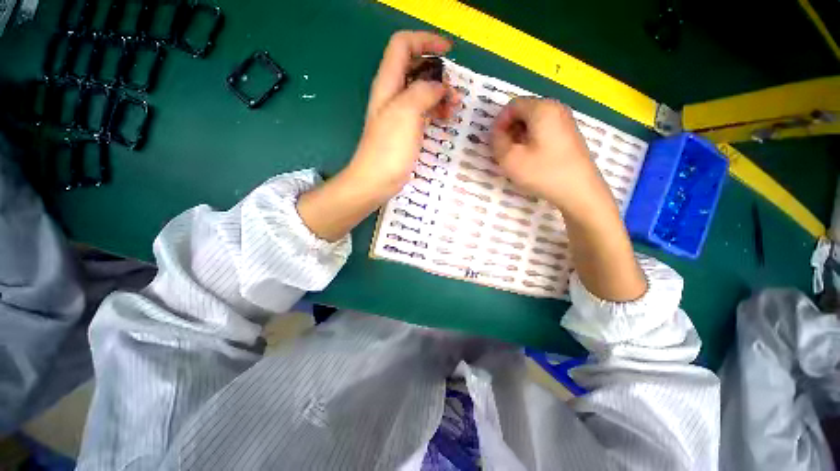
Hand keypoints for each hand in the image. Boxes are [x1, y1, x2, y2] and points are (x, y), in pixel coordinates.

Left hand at [297, 31, 455, 241]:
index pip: (403, 46)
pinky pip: (423, 112)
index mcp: (388, 83)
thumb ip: (423, 91)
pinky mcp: (406, 131)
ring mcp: (400, 114)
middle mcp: (393, 95)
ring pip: (421, 92)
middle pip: (415, 68)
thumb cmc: (389, 148)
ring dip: (439, 94)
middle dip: (437, 73)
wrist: (376, 180)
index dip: (425, 41)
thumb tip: (438, 87)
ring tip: (454, 108)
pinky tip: (445, 119)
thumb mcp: (406, 113)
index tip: (448, 51)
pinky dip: (435, 111)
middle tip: (454, 91)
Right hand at [491, 97, 605, 213]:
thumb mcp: (510, 159)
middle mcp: (556, 108)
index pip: (512, 105)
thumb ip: (497, 141)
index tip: (495, 142)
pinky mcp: (569, 135)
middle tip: (504, 151)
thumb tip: (496, 133)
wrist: (579, 191)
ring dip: (519, 136)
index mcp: (542, 109)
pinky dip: (532, 140)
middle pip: (524, 112)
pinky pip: (544, 130)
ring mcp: (566, 121)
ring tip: (516, 156)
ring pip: (533, 122)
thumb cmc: (543, 172)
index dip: (499, 123)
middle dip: (509, 130)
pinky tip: (531, 158)